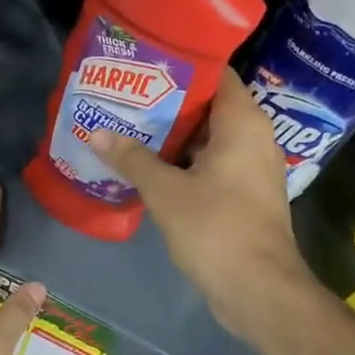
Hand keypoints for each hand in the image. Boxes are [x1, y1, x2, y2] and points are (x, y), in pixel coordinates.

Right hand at [90, 68, 317, 345]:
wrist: (258, 290)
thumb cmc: (216, 228)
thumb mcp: (166, 191)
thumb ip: (132, 158)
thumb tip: (96, 133)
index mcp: (242, 123)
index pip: (216, 74)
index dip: (181, 66)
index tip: (145, 64)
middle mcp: (253, 138)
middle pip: (208, 106)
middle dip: (167, 102)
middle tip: (126, 95)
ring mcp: (250, 168)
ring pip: (206, 138)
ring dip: (171, 135)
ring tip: (128, 125)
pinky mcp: (243, 195)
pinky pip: (210, 164)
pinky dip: (182, 161)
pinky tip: (146, 165)